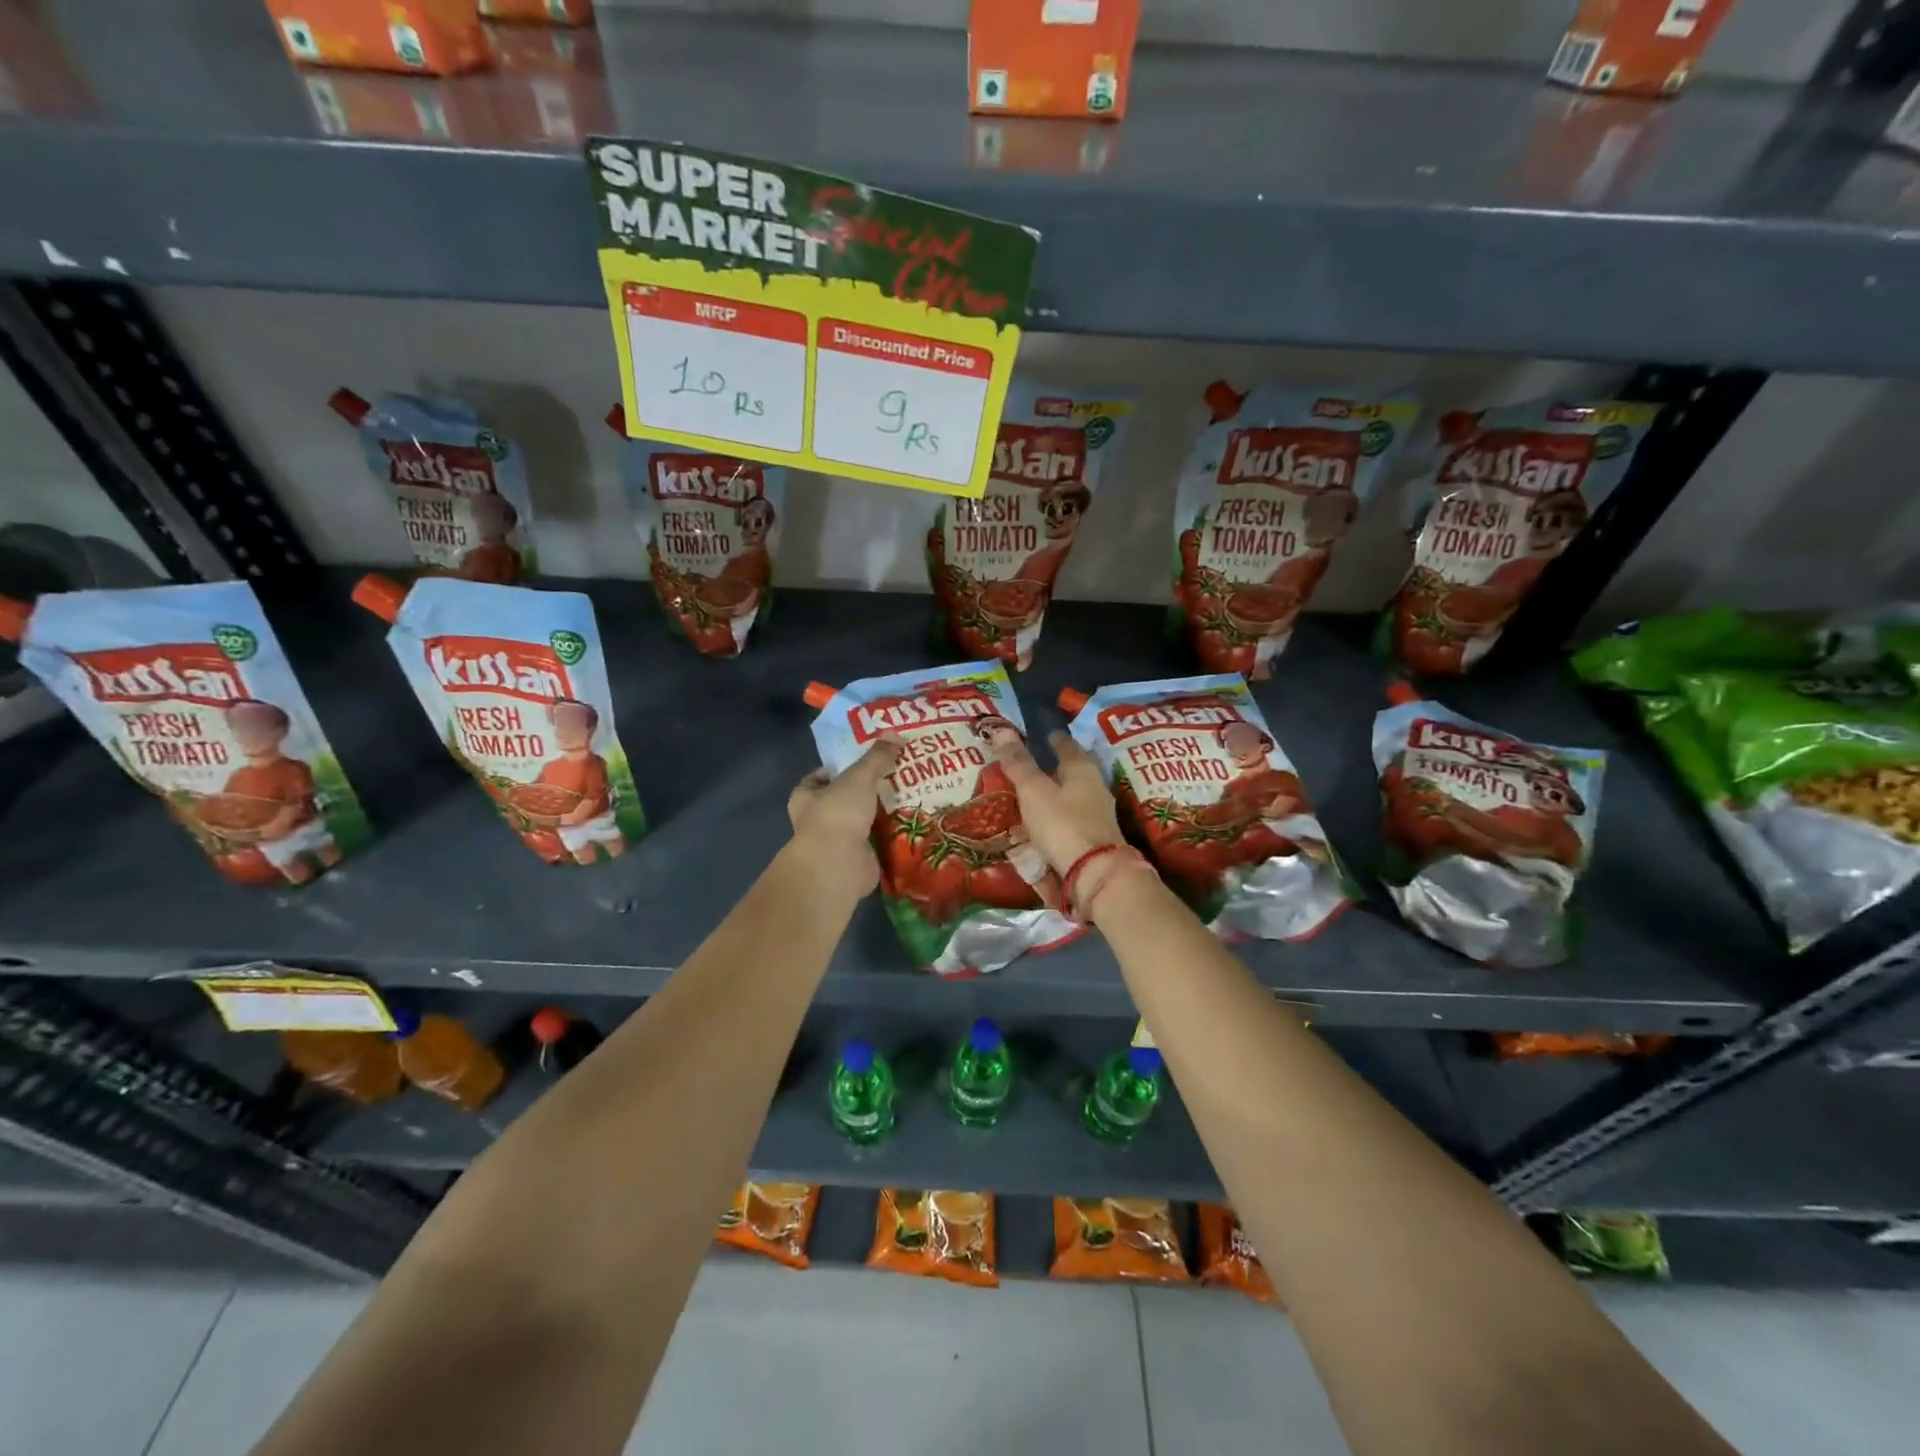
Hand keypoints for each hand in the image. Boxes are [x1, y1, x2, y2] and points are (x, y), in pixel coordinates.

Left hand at [787, 740, 898, 896]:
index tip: (867, 758)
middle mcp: (819, 818)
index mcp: (806, 796)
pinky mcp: (858, 858)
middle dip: (869, 789)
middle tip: (898, 773)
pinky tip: (914, 820)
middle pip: (847, 797)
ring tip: (913, 793)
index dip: (842, 766)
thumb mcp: (859, 776)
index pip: (822, 776)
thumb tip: (895, 735)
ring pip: (865, 819)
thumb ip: (876, 757)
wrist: (838, 864)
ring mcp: (838, 840)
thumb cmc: (838, 813)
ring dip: (884, 811)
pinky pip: (879, 839)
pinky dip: (893, 832)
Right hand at [987, 731, 1124, 874]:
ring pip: (1075, 792)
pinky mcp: (1096, 835)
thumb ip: (1019, 763)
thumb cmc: (1062, 824)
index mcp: (1082, 767)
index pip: (1066, 744)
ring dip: (1058, 789)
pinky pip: (1074, 814)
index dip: (1052, 738)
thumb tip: (1002, 729)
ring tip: (1036, 791)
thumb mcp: (1034, 791)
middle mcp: (1095, 785)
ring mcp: (1099, 812)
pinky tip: (1047, 819)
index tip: (1041, 734)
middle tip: (1035, 761)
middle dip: (1056, 764)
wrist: (1095, 873)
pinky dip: (1060, 812)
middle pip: (1074, 767)